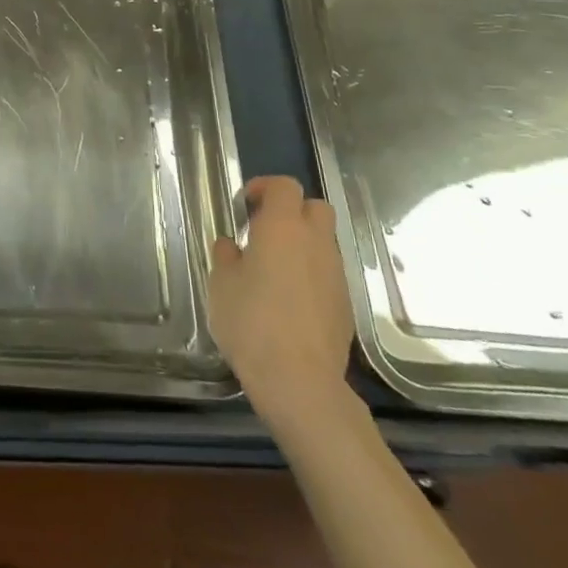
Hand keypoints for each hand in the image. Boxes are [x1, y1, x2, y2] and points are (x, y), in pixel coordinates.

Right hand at [207, 176, 355, 436]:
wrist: (300, 381)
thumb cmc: (251, 322)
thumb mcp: (221, 284)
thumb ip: (226, 255)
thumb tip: (233, 246)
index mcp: (283, 227)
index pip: (284, 186)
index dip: (265, 187)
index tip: (246, 205)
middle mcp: (316, 242)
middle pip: (315, 207)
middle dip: (292, 211)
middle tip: (264, 231)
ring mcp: (336, 273)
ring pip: (324, 241)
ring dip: (302, 243)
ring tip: (274, 268)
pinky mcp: (346, 303)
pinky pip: (328, 272)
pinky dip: (311, 272)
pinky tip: (290, 299)